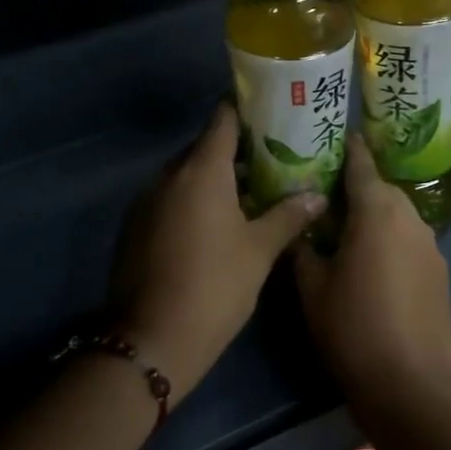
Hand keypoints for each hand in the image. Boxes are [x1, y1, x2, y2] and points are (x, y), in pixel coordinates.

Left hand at [111, 102, 324, 396]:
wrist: (152, 338)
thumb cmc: (215, 287)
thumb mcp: (259, 251)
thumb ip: (287, 216)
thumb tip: (317, 195)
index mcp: (201, 172)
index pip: (222, 120)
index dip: (245, 111)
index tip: (270, 113)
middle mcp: (168, 177)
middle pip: (203, 149)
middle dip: (234, 152)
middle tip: (269, 163)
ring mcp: (145, 202)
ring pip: (184, 177)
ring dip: (212, 181)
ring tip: (246, 196)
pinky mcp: (133, 228)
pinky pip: (168, 201)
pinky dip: (190, 203)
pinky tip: (212, 227)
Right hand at [295, 136, 450, 404]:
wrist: (409, 384)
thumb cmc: (351, 327)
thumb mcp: (311, 286)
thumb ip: (301, 247)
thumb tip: (298, 227)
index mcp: (377, 211)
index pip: (360, 163)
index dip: (346, 146)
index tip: (330, 134)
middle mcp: (410, 218)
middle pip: (381, 188)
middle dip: (355, 185)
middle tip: (322, 191)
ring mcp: (431, 246)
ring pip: (397, 215)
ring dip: (373, 215)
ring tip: (343, 229)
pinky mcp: (440, 273)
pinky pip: (409, 241)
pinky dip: (390, 241)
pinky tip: (371, 264)